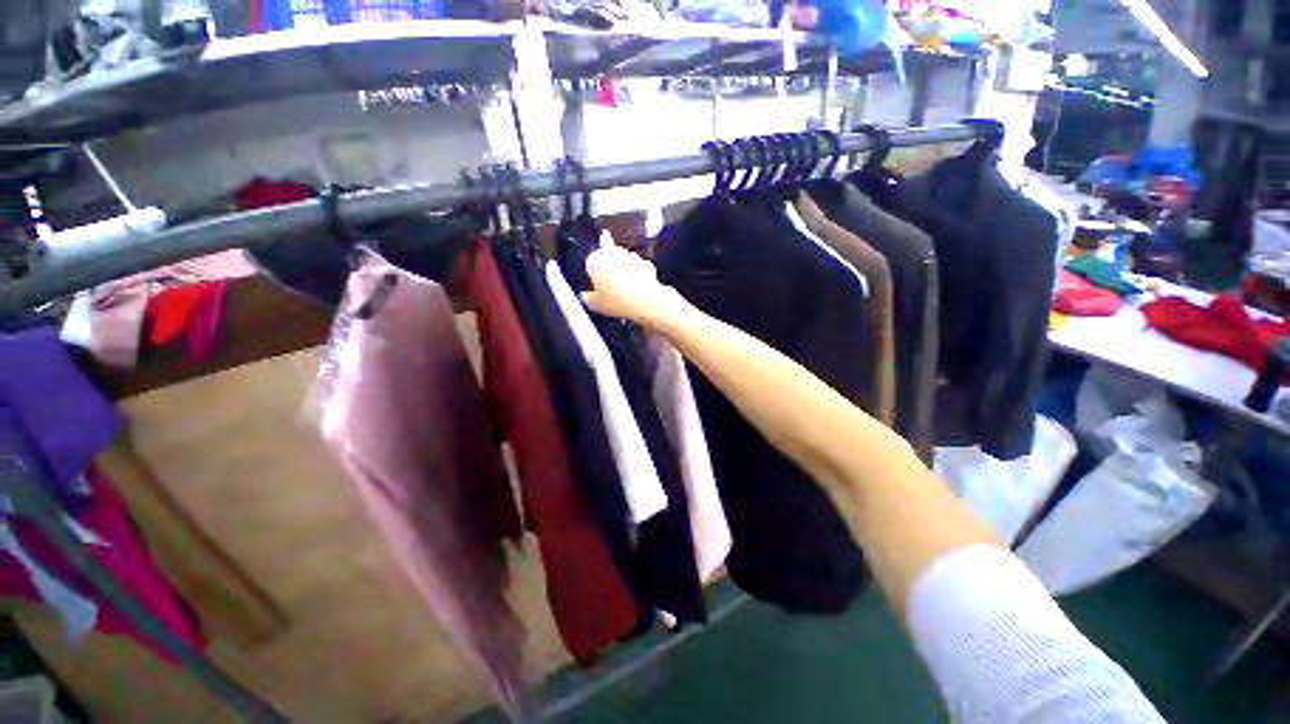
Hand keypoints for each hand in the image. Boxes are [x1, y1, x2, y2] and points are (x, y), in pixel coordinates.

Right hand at [581, 237, 681, 328]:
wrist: (645, 301)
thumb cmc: (615, 301)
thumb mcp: (595, 305)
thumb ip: (588, 298)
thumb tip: (585, 296)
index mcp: (595, 259)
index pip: (590, 263)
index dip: (594, 277)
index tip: (598, 289)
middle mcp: (613, 252)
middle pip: (608, 259)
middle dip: (609, 270)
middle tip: (611, 289)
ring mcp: (631, 256)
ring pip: (624, 262)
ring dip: (624, 271)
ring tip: (626, 291)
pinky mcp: (646, 263)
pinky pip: (639, 269)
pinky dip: (638, 276)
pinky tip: (638, 290)